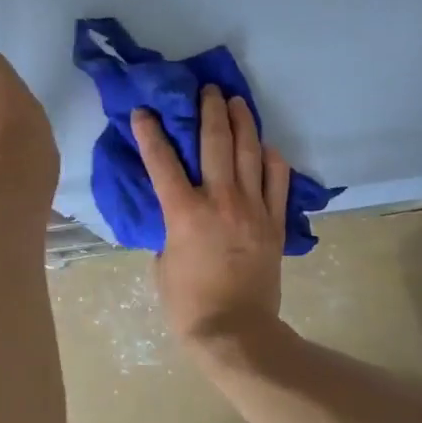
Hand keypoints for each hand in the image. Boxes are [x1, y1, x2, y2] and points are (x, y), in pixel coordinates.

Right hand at [132, 85, 291, 348]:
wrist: (236, 332)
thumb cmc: (188, 304)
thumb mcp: (162, 262)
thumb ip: (169, 229)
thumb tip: (178, 213)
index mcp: (184, 212)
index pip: (162, 162)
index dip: (150, 132)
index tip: (144, 110)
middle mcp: (220, 201)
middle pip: (215, 143)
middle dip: (209, 111)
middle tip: (208, 90)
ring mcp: (253, 209)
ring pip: (250, 154)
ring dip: (242, 123)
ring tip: (237, 102)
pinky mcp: (275, 223)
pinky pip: (277, 181)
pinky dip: (271, 160)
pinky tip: (265, 148)